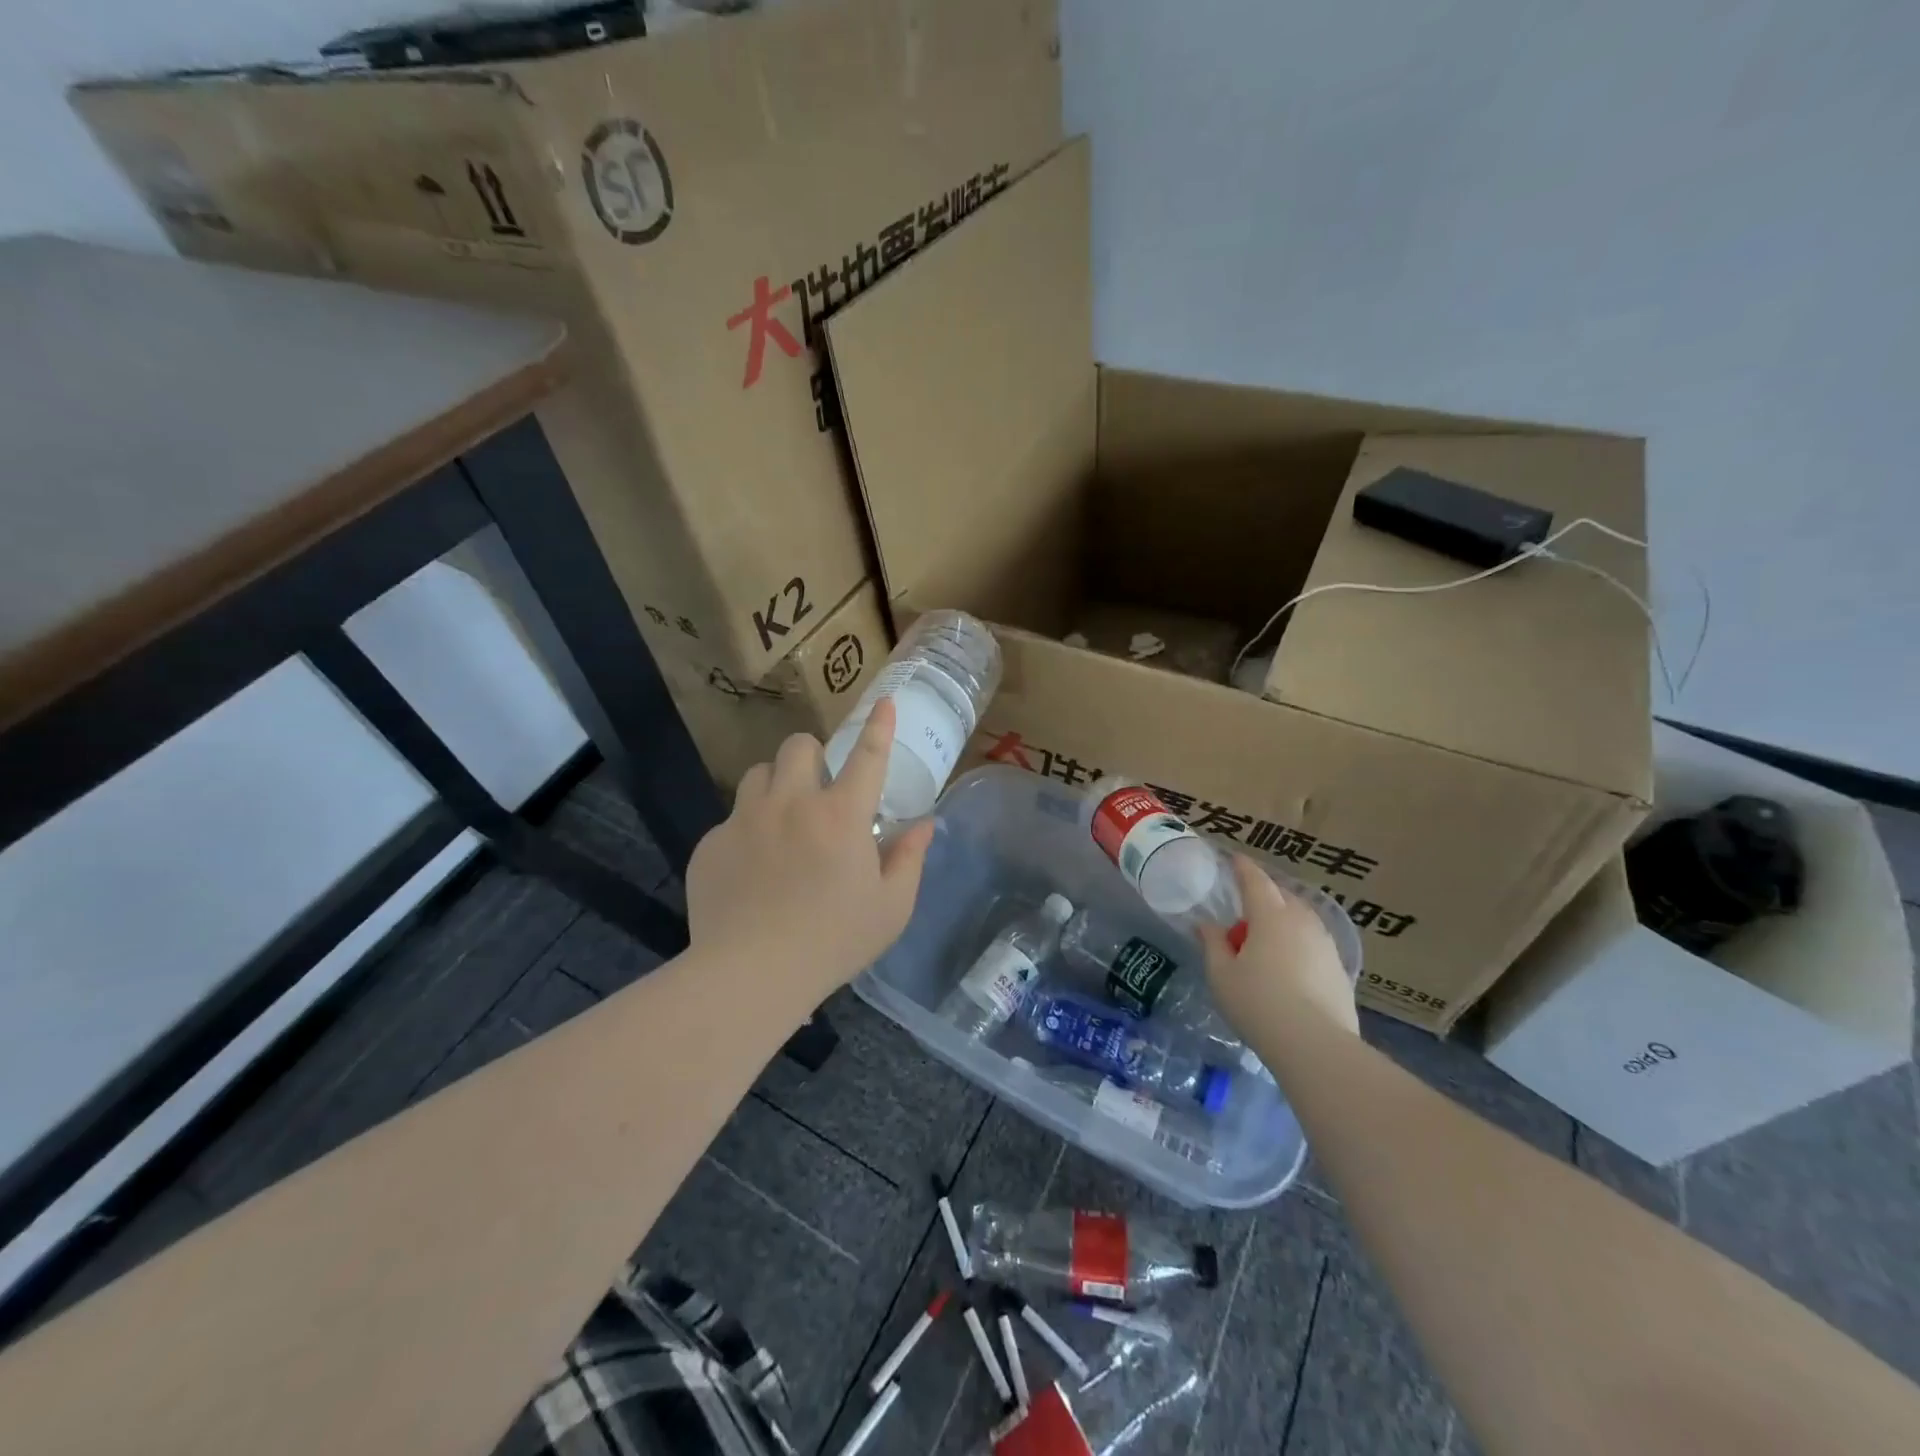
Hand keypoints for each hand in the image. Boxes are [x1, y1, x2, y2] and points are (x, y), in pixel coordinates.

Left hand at [684, 698, 934, 1009]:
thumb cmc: (833, 942)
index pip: (867, 756)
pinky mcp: (711, 844)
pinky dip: (748, 832)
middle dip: (812, 757)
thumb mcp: (891, 908)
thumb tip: (924, 825)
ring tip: (782, 823)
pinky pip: (731, 819)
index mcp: (841, 815)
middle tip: (819, 791)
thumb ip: (910, 858)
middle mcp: (791, 803)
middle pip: (797, 746)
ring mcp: (745, 820)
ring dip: (776, 787)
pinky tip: (752, 872)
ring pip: (758, 774)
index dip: (878, 726)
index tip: (882, 701)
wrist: (750, 975)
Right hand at [1198, 855, 1358, 1037]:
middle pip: (1282, 895)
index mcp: (1270, 916)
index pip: (1255, 880)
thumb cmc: (1258, 1004)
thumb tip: (1207, 925)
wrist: (1316, 1046)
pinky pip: (1313, 940)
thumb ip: (1213, 944)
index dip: (1243, 867)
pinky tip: (1288, 962)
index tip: (1234, 858)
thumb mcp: (1221, 975)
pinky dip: (1298, 940)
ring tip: (1266, 935)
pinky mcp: (1339, 968)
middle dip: (1264, 893)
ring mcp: (1325, 944)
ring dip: (1283, 917)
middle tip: (1244, 905)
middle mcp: (1302, 921)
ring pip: (1302, 917)